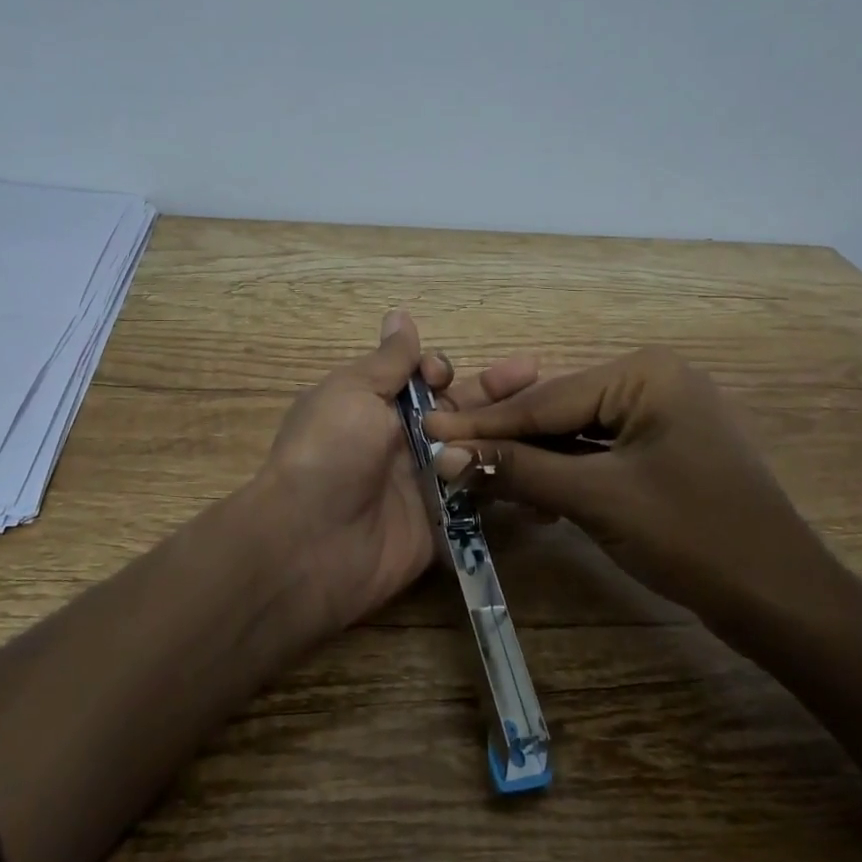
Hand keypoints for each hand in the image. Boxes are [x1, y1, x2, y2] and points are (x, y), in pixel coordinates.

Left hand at [260, 309, 538, 632]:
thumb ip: (388, 360)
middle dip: (494, 391)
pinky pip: (481, 498)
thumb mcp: (353, 392)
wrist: (310, 546)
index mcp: (377, 406)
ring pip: (476, 450)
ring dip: (507, 433)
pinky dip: (508, 482)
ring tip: (551, 418)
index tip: (443, 374)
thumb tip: (400, 315)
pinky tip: (547, 468)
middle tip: (537, 372)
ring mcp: (426, 484)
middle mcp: (404, 441)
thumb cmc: (330, 452)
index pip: (423, 379)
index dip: (440, 371)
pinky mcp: (443, 524)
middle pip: (459, 410)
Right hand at [422, 348, 843, 633]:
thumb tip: (444, 454)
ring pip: (576, 434)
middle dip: (505, 437)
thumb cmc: (690, 536)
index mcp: (644, 374)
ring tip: (473, 471)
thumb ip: (519, 470)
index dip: (484, 421)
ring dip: (530, 459)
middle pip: (559, 410)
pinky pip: (599, 453)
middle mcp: (652, 382)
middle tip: (443, 448)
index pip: (546, 399)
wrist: (781, 600)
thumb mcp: (596, 498)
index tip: (428, 428)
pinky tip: (527, 492)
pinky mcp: (663, 451)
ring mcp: (661, 416)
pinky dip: (563, 473)